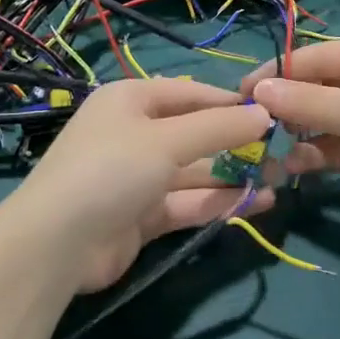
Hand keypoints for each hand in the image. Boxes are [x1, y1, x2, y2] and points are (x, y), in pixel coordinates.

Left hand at [5, 78, 273, 293]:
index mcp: (131, 100)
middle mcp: (135, 134)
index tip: (271, 112)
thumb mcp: (168, 140)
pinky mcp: (142, 216)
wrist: (57, 244)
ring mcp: (137, 177)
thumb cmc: (112, 168)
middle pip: (195, 134)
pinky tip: (258, 203)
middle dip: (236, 143)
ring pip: (194, 171)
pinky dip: (219, 202)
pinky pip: (187, 202)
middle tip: (282, 151)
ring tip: (280, 179)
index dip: (229, 103)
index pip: (190, 93)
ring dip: (234, 175)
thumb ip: (219, 127)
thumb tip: (265, 114)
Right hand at [242, 41, 339, 249]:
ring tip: (270, 144)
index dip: (283, 70)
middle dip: (289, 104)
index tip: (244, 88)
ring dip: (298, 131)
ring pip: (323, 118)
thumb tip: (257, 90)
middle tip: (252, 120)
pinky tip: (292, 166)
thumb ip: (308, 100)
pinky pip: (331, 146)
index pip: (323, 55)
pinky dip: (312, 154)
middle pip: (321, 85)